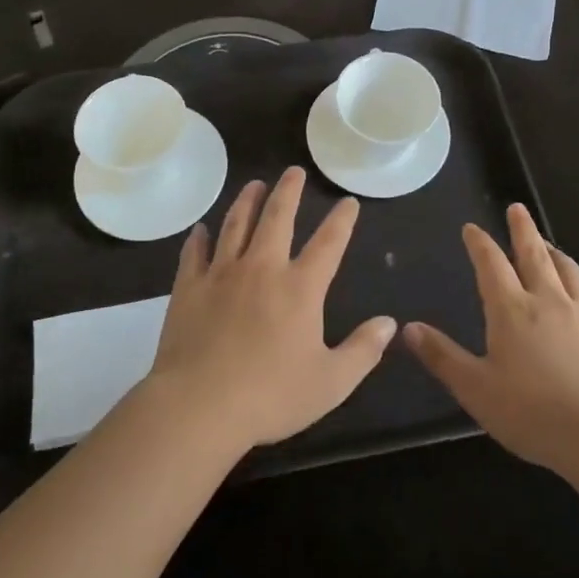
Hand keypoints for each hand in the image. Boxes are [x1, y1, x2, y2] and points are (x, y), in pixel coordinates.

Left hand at [145, 167, 395, 450]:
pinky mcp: (189, 288)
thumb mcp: (330, 382)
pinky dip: (199, 238)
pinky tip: (201, 229)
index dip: (342, 220)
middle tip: (293, 171)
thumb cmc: (270, 396)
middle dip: (288, 191)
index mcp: (300, 288)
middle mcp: (262, 268)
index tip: (348, 201)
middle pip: (278, 217)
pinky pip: (194, 253)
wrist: (199, 406)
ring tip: (254, 185)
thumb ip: (362, 350)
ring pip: (236, 225)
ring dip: (247, 201)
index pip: (328, 243)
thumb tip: (389, 323)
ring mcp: (222, 274)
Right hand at [404, 204, 578, 470]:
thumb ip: (442, 357)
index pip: (491, 265)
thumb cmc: (532, 413)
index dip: (480, 243)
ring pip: (569, 271)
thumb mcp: (475, 389)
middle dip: (522, 229)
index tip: (471, 228)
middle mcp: (549, 301)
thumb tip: (408, 328)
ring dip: (555, 253)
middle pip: (534, 254)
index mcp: (511, 310)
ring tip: (548, 244)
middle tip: (517, 208)